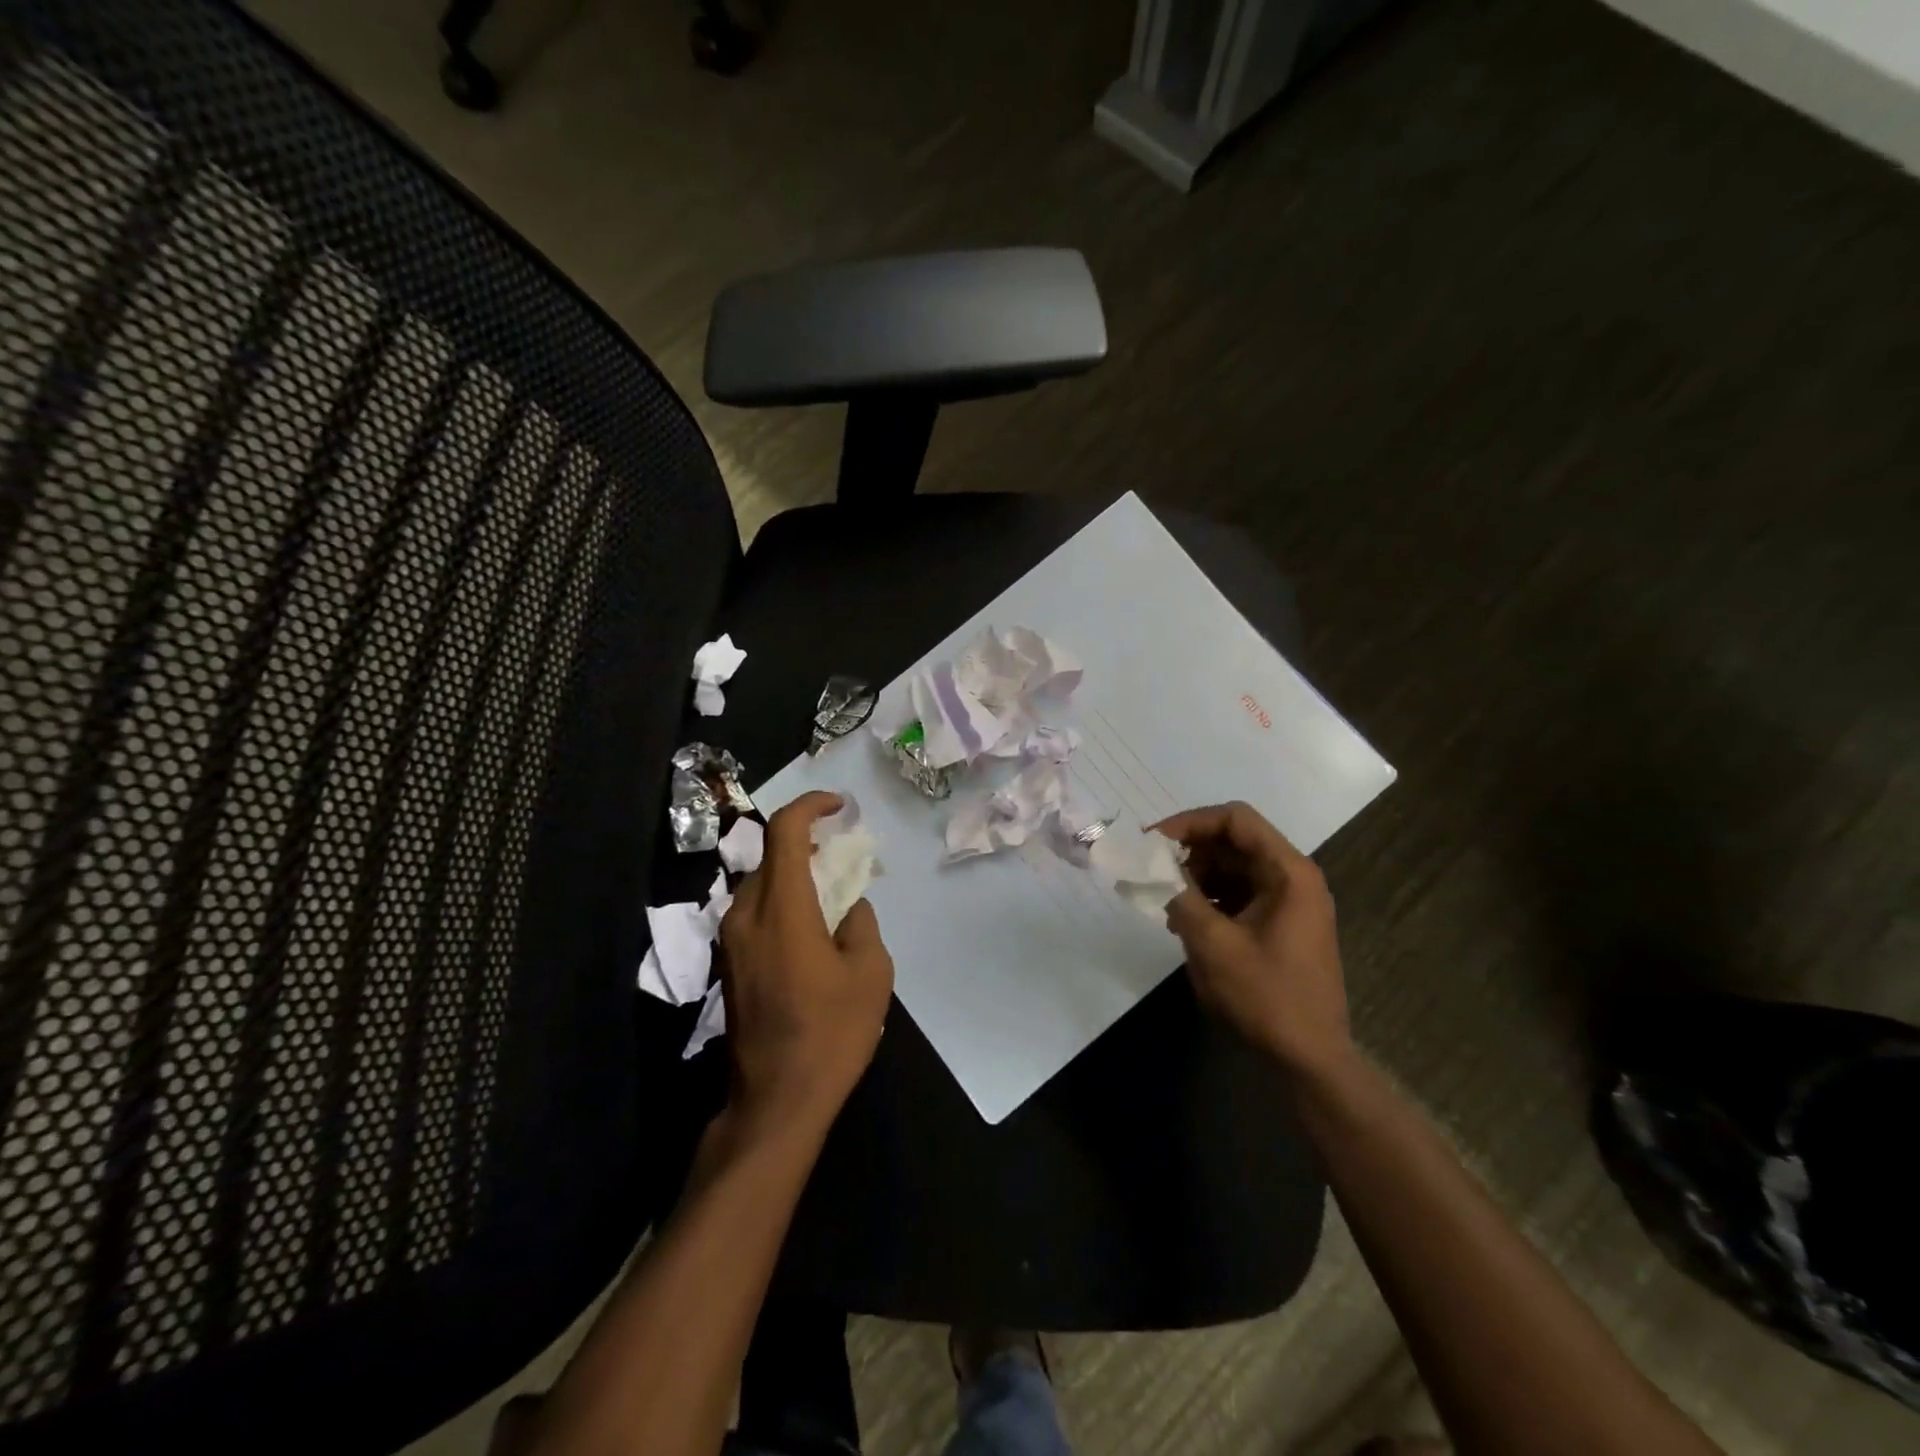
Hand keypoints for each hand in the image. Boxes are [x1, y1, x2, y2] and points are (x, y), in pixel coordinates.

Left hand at [717, 792, 894, 1131]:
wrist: (776, 1100)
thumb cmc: (830, 1032)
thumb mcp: (870, 973)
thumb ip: (861, 924)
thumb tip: (849, 907)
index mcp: (781, 909)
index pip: (784, 831)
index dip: (810, 806)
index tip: (839, 806)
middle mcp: (746, 916)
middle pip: (770, 855)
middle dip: (805, 841)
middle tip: (842, 850)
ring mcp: (732, 942)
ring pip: (760, 884)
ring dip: (793, 873)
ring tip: (830, 886)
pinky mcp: (729, 965)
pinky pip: (755, 912)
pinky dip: (782, 900)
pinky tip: (810, 925)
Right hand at [1152, 802, 1349, 1078]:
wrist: (1310, 1061)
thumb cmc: (1266, 997)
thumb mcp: (1213, 944)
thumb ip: (1178, 896)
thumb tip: (1149, 867)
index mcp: (1288, 872)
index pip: (1235, 819)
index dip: (1189, 822)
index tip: (1151, 842)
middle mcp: (1293, 877)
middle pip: (1234, 841)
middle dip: (1189, 852)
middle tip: (1151, 873)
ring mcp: (1289, 902)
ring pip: (1233, 868)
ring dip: (1196, 877)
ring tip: (1165, 903)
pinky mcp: (1281, 925)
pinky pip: (1239, 894)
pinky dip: (1210, 899)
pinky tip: (1185, 922)